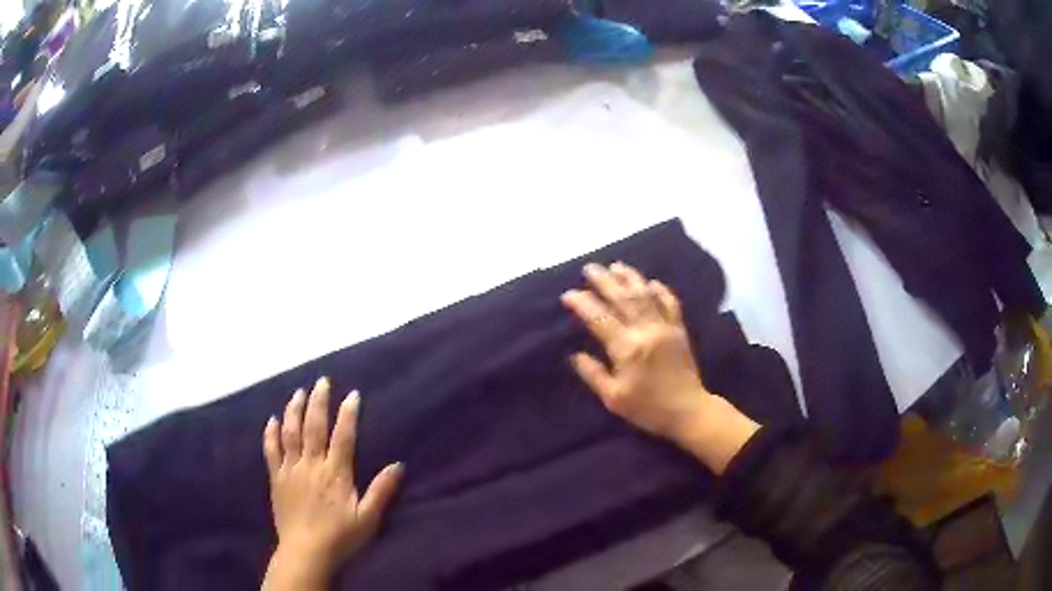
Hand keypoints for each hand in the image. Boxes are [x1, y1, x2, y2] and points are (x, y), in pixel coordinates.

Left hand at [262, 378, 401, 589]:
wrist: (306, 551)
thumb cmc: (340, 536)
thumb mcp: (368, 518)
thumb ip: (381, 491)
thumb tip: (398, 465)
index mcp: (335, 473)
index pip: (343, 436)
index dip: (348, 414)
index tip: (352, 394)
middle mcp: (311, 464)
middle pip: (313, 426)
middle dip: (319, 401)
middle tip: (322, 381)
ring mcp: (290, 469)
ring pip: (290, 432)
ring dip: (294, 409)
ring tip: (298, 392)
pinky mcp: (276, 478)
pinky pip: (271, 450)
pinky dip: (271, 433)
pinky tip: (272, 419)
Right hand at [561, 262, 758, 473]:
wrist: (688, 410)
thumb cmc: (648, 408)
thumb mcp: (614, 398)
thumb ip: (593, 374)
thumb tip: (574, 355)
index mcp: (627, 349)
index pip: (599, 318)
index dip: (582, 303)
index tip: (568, 294)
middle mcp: (646, 331)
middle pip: (622, 298)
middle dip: (604, 281)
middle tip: (590, 268)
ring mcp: (665, 327)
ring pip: (645, 294)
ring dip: (629, 277)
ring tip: (615, 265)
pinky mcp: (679, 329)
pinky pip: (671, 303)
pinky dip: (660, 290)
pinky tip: (651, 282)